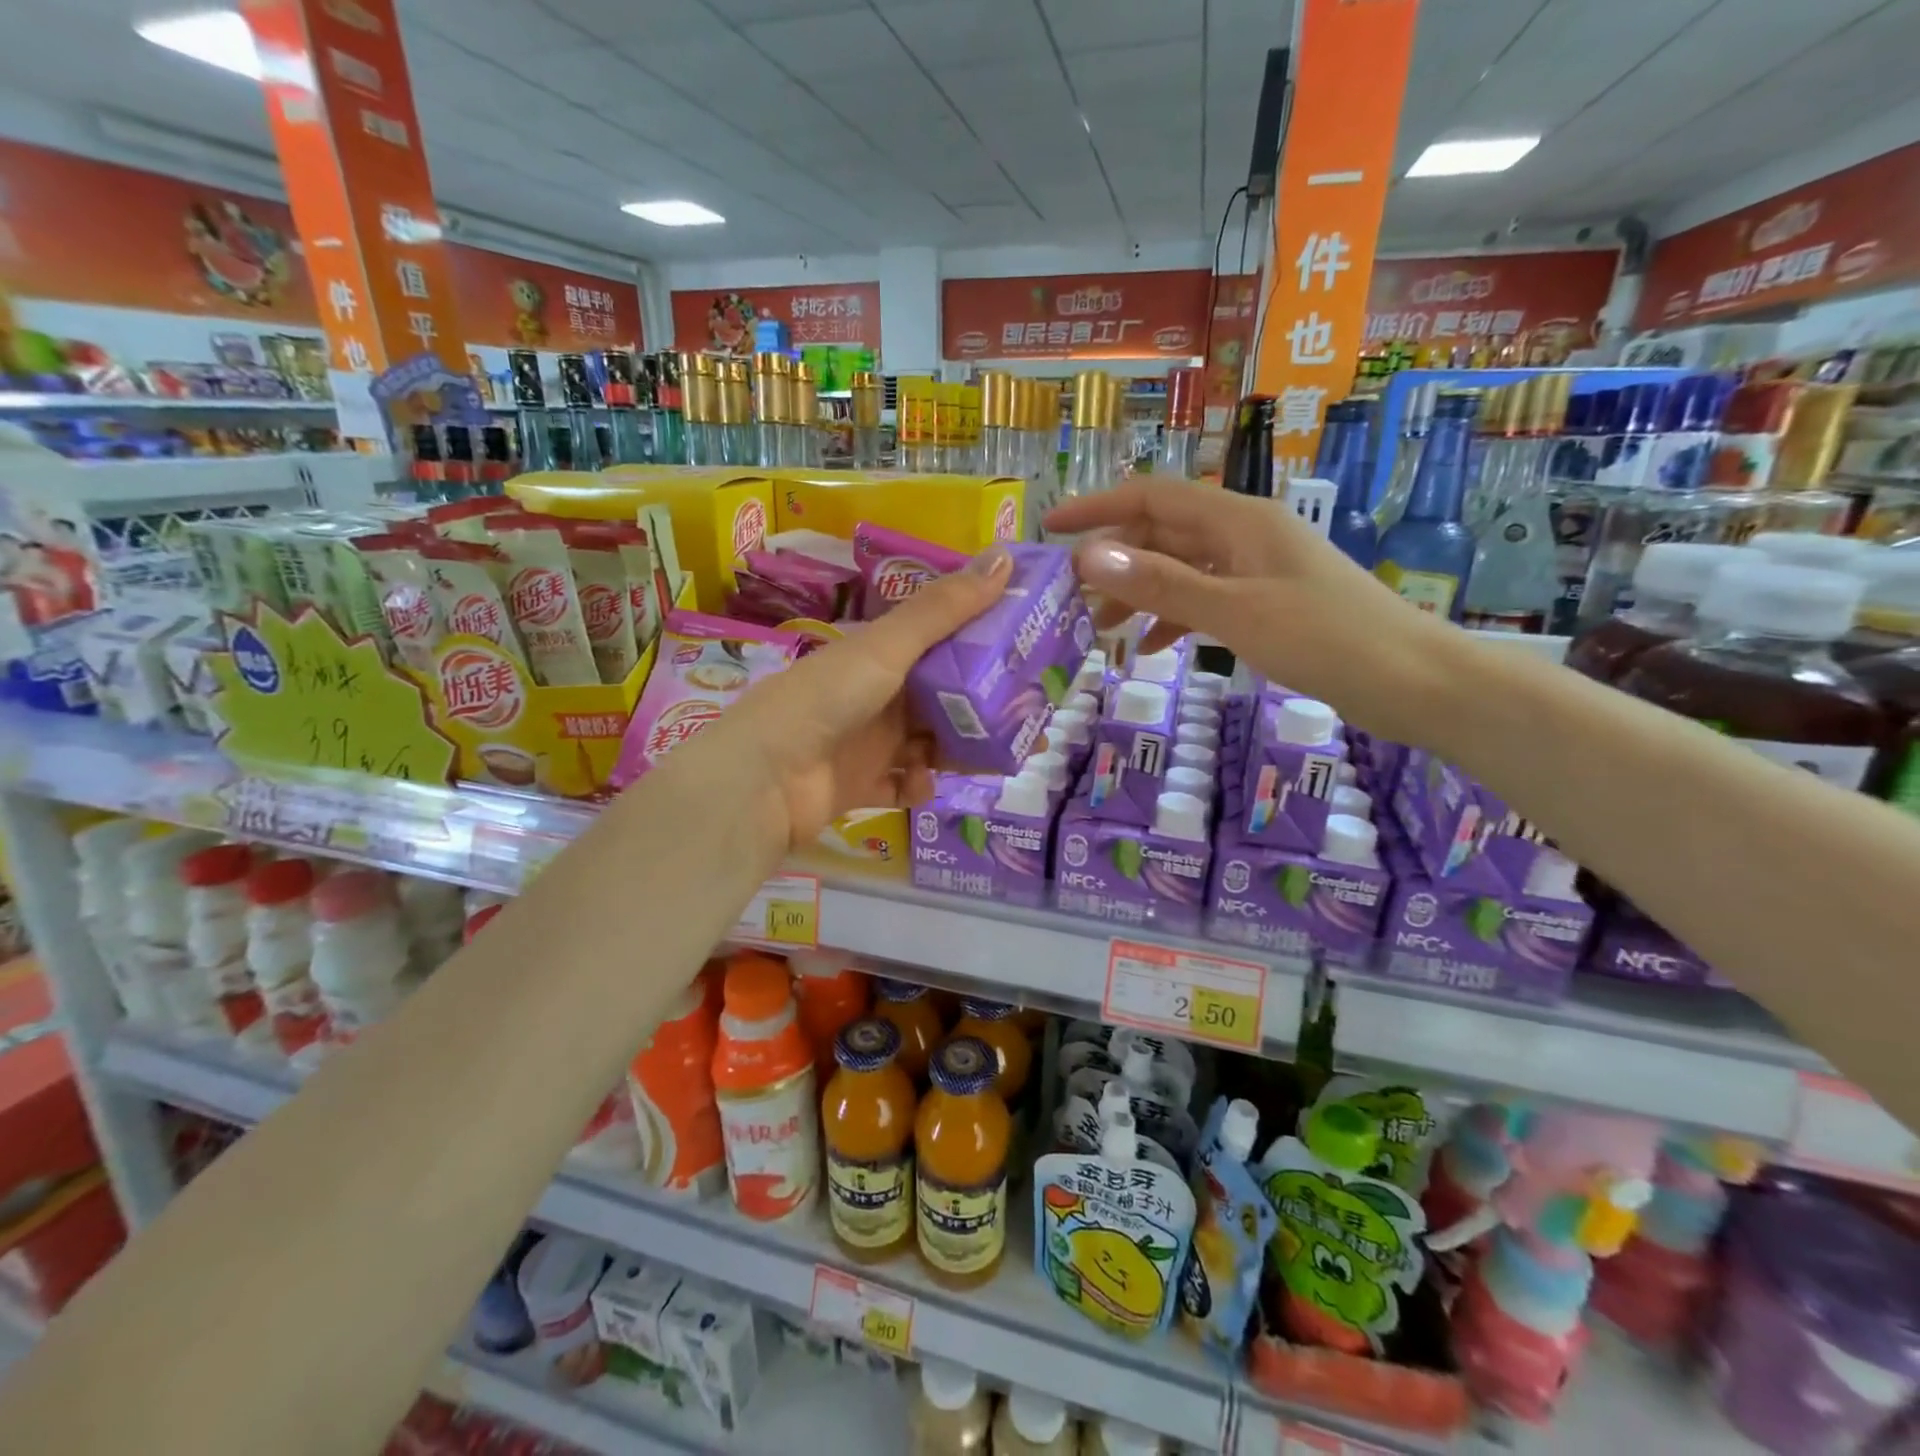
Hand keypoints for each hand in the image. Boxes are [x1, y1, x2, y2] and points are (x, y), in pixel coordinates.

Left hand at [718, 546, 1013, 846]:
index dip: (986, 645)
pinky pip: (902, 784)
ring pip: (931, 744)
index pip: (944, 642)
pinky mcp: (861, 785)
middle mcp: (878, 695)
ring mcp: (868, 742)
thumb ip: (943, 609)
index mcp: (882, 655)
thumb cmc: (827, 700)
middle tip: (1033, 722)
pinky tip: (924, 785)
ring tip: (1002, 761)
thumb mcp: (887, 648)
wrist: (763, 780)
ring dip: (961, 751)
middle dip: (987, 710)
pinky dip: (917, 786)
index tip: (1034, 652)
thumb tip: (1005, 555)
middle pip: (944, 699)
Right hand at [1045, 480, 1471, 740]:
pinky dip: (1172, 618)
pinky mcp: (1266, 603)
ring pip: (1179, 569)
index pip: (1151, 496)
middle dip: (1113, 562)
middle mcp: (1242, 534)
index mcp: (1237, 520)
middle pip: (1161, 534)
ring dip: (1138, 593)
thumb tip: (1089, 557)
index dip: (1096, 507)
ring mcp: (1255, 569)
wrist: (1413, 681)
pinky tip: (1150, 649)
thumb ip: (1161, 584)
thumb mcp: (1234, 612)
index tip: (1049, 529)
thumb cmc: (1326, 639)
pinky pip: (1204, 599)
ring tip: (1101, 629)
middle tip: (1071, 600)